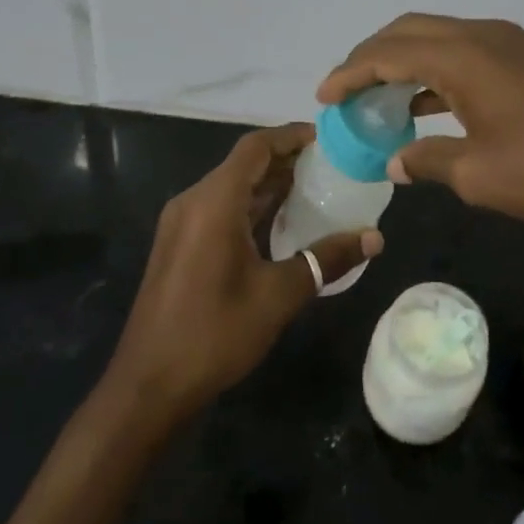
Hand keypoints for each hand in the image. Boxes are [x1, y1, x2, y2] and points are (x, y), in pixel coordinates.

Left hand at [102, 123, 382, 425]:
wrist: (148, 387)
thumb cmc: (214, 334)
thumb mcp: (278, 296)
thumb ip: (326, 259)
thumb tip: (375, 238)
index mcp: (214, 201)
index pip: (256, 147)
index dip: (291, 136)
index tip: (328, 138)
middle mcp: (194, 201)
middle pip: (244, 164)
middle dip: (286, 160)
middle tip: (332, 165)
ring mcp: (182, 224)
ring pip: (232, 187)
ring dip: (270, 184)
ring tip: (317, 188)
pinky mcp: (180, 245)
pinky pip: (221, 209)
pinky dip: (252, 206)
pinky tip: (283, 223)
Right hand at [318, 14, 523, 228]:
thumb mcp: (478, 175)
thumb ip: (428, 160)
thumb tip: (397, 160)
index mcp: (462, 57)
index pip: (387, 53)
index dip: (350, 72)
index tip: (324, 95)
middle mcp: (480, 36)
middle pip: (408, 31)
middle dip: (371, 56)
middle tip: (347, 90)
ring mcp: (507, 43)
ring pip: (438, 37)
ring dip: (404, 60)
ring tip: (379, 96)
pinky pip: (464, 51)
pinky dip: (435, 69)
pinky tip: (426, 102)